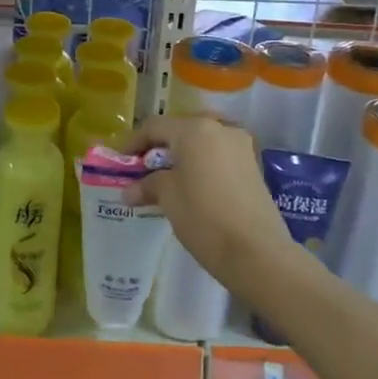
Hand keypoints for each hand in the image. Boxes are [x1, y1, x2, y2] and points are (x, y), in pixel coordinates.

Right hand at [121, 115, 295, 300]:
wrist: (257, 252)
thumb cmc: (203, 216)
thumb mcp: (168, 197)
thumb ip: (147, 185)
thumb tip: (128, 191)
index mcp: (194, 129)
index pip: (155, 126)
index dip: (133, 142)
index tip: (121, 161)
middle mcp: (220, 128)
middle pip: (180, 130)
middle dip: (159, 147)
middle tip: (143, 169)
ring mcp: (240, 146)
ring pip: (201, 142)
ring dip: (181, 156)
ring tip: (166, 179)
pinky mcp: (252, 165)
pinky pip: (217, 155)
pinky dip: (200, 164)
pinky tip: (191, 186)